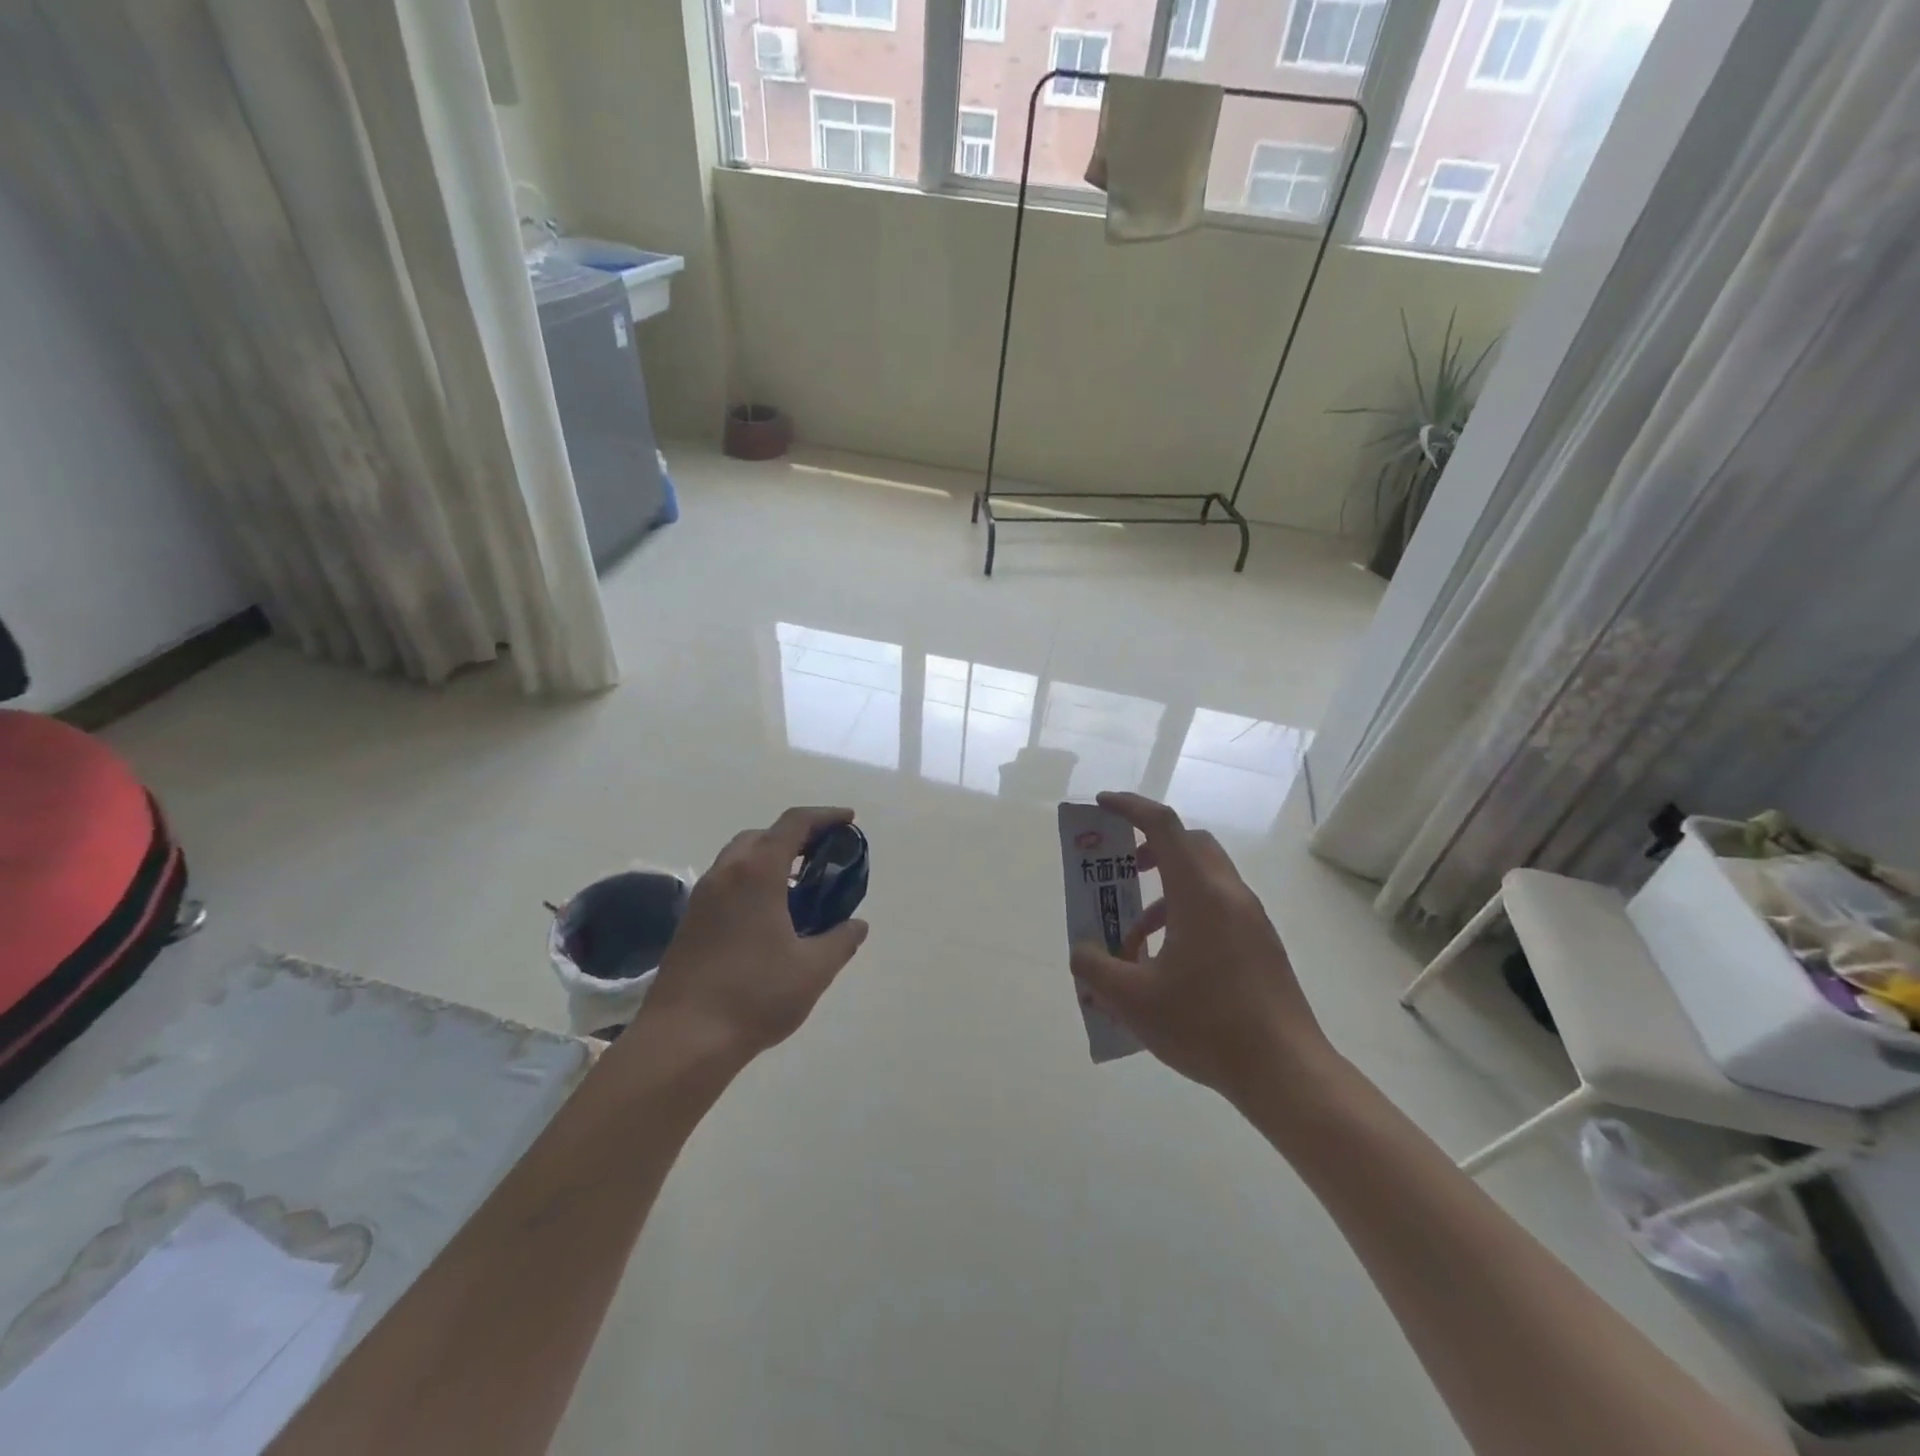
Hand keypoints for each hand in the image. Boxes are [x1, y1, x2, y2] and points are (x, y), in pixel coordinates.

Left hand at [633, 806, 869, 1067]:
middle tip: (823, 856)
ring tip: (799, 888)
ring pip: (739, 858)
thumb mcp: (813, 970)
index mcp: (757, 873)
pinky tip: (768, 916)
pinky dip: (751, 881)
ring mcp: (702, 898)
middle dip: (795, 837)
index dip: (824, 816)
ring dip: (770, 859)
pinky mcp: (689, 922)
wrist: (682, 1040)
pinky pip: (726, 883)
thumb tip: (857, 925)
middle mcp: (726, 874)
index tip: (848, 820)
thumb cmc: (754, 996)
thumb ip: (840, 941)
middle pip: (762, 834)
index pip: (794, 824)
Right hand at [1070, 792, 1332, 1104]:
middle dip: (1150, 850)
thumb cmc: (1206, 1025)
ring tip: (1133, 942)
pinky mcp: (1262, 946)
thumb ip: (1095, 969)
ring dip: (1164, 896)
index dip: (1130, 807)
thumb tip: (1081, 952)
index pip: (1163, 826)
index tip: (1102, 805)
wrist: (1287, 1073)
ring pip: (1203, 882)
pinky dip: (1186, 918)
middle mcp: (1229, 894)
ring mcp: (1252, 920)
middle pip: (1189, 846)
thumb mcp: (1133, 1000)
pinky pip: (1218, 910)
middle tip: (1123, 872)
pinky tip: (1167, 968)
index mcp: (1199, 893)